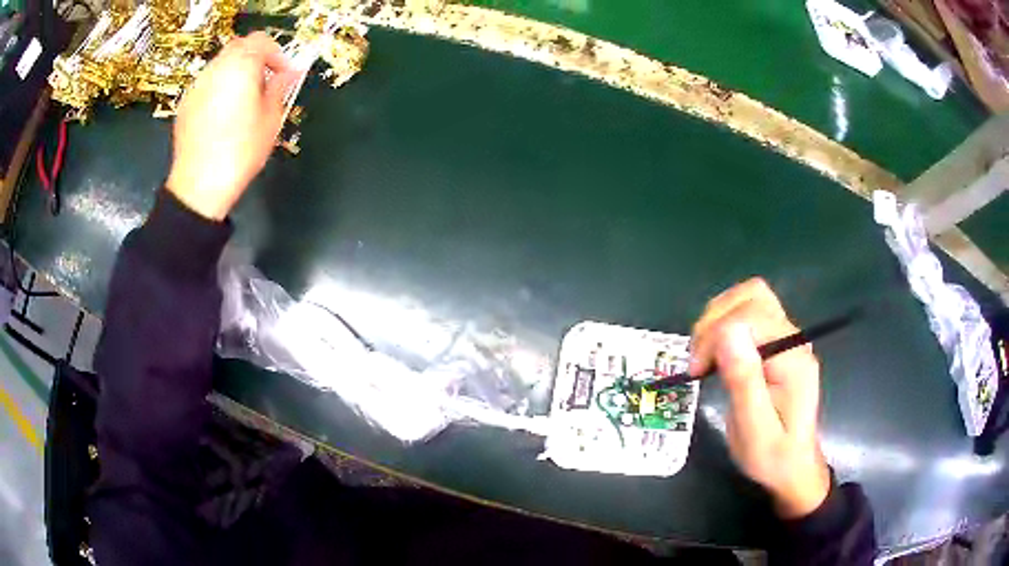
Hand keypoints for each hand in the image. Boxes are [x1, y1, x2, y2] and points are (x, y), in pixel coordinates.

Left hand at [166, 32, 298, 219]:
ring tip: (244, 99)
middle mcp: (216, 68)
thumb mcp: (271, 119)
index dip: (277, 54)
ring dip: (236, 71)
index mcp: (241, 66)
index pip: (261, 41)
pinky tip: (223, 113)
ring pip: (221, 64)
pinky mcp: (185, 103)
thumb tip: (292, 72)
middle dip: (255, 58)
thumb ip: (280, 88)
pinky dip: (219, 86)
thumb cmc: (240, 151)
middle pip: (239, 46)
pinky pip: (207, 83)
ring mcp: (197, 85)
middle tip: (265, 83)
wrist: (199, 185)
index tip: (284, 75)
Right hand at [689, 278, 829, 518]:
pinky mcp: (778, 343)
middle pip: (752, 296)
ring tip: (704, 355)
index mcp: (792, 359)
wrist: (793, 466)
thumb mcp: (754, 430)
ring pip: (750, 297)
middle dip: (715, 321)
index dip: (716, 334)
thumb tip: (726, 332)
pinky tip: (716, 353)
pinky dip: (725, 324)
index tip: (697, 371)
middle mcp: (793, 339)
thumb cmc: (773, 456)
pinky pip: (749, 313)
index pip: (750, 316)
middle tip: (698, 361)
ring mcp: (787, 338)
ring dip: (719, 318)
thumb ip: (744, 381)